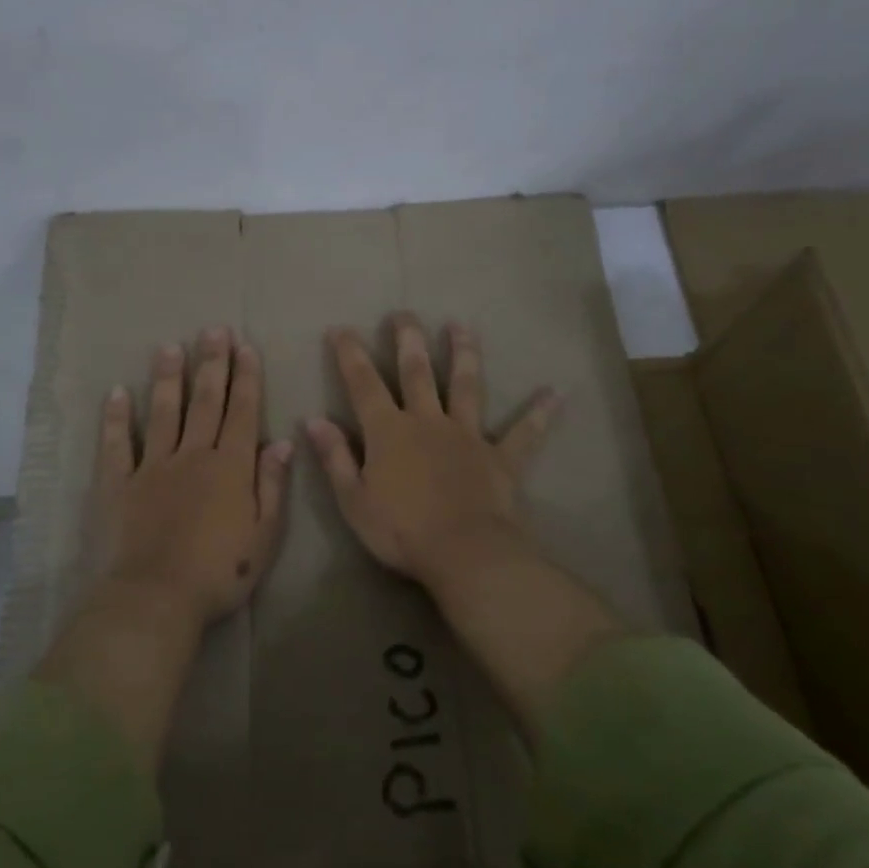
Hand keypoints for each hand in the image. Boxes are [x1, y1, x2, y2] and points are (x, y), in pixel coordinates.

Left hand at [82, 327, 292, 629]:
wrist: (157, 596)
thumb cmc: (220, 572)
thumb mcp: (264, 536)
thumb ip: (272, 485)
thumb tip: (282, 442)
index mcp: (230, 467)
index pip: (242, 412)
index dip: (246, 378)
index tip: (245, 347)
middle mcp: (192, 455)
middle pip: (204, 402)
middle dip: (211, 364)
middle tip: (213, 330)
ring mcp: (152, 466)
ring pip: (162, 413)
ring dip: (168, 378)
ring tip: (170, 347)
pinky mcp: (118, 483)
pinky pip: (117, 445)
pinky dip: (116, 418)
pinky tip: (116, 392)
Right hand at [303, 315, 558, 591]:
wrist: (465, 554)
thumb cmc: (401, 531)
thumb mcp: (353, 500)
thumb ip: (334, 457)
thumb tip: (313, 420)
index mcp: (389, 432)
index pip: (363, 385)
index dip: (350, 355)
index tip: (341, 328)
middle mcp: (428, 422)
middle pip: (417, 372)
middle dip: (408, 340)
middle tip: (404, 313)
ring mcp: (467, 436)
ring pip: (466, 386)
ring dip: (464, 354)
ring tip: (461, 326)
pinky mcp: (500, 458)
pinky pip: (523, 434)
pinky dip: (539, 414)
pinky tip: (555, 394)